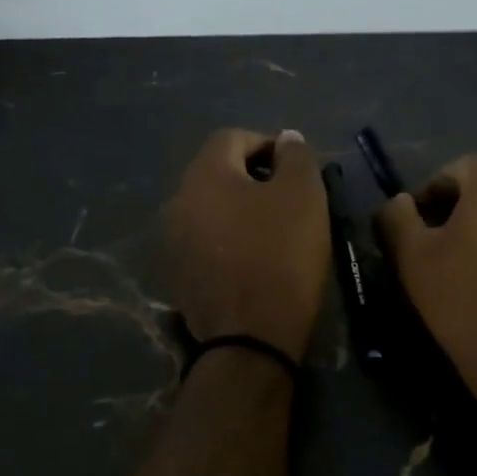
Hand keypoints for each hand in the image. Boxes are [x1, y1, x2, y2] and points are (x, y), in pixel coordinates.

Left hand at [165, 128, 329, 360]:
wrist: (249, 338)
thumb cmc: (280, 256)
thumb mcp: (303, 196)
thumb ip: (296, 157)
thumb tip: (286, 139)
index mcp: (204, 174)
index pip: (232, 137)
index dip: (267, 145)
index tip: (295, 170)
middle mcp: (178, 200)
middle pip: (217, 172)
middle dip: (253, 178)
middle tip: (288, 200)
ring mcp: (172, 240)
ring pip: (210, 208)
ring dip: (239, 210)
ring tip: (273, 231)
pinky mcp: (177, 273)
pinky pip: (205, 241)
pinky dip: (227, 240)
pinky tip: (253, 260)